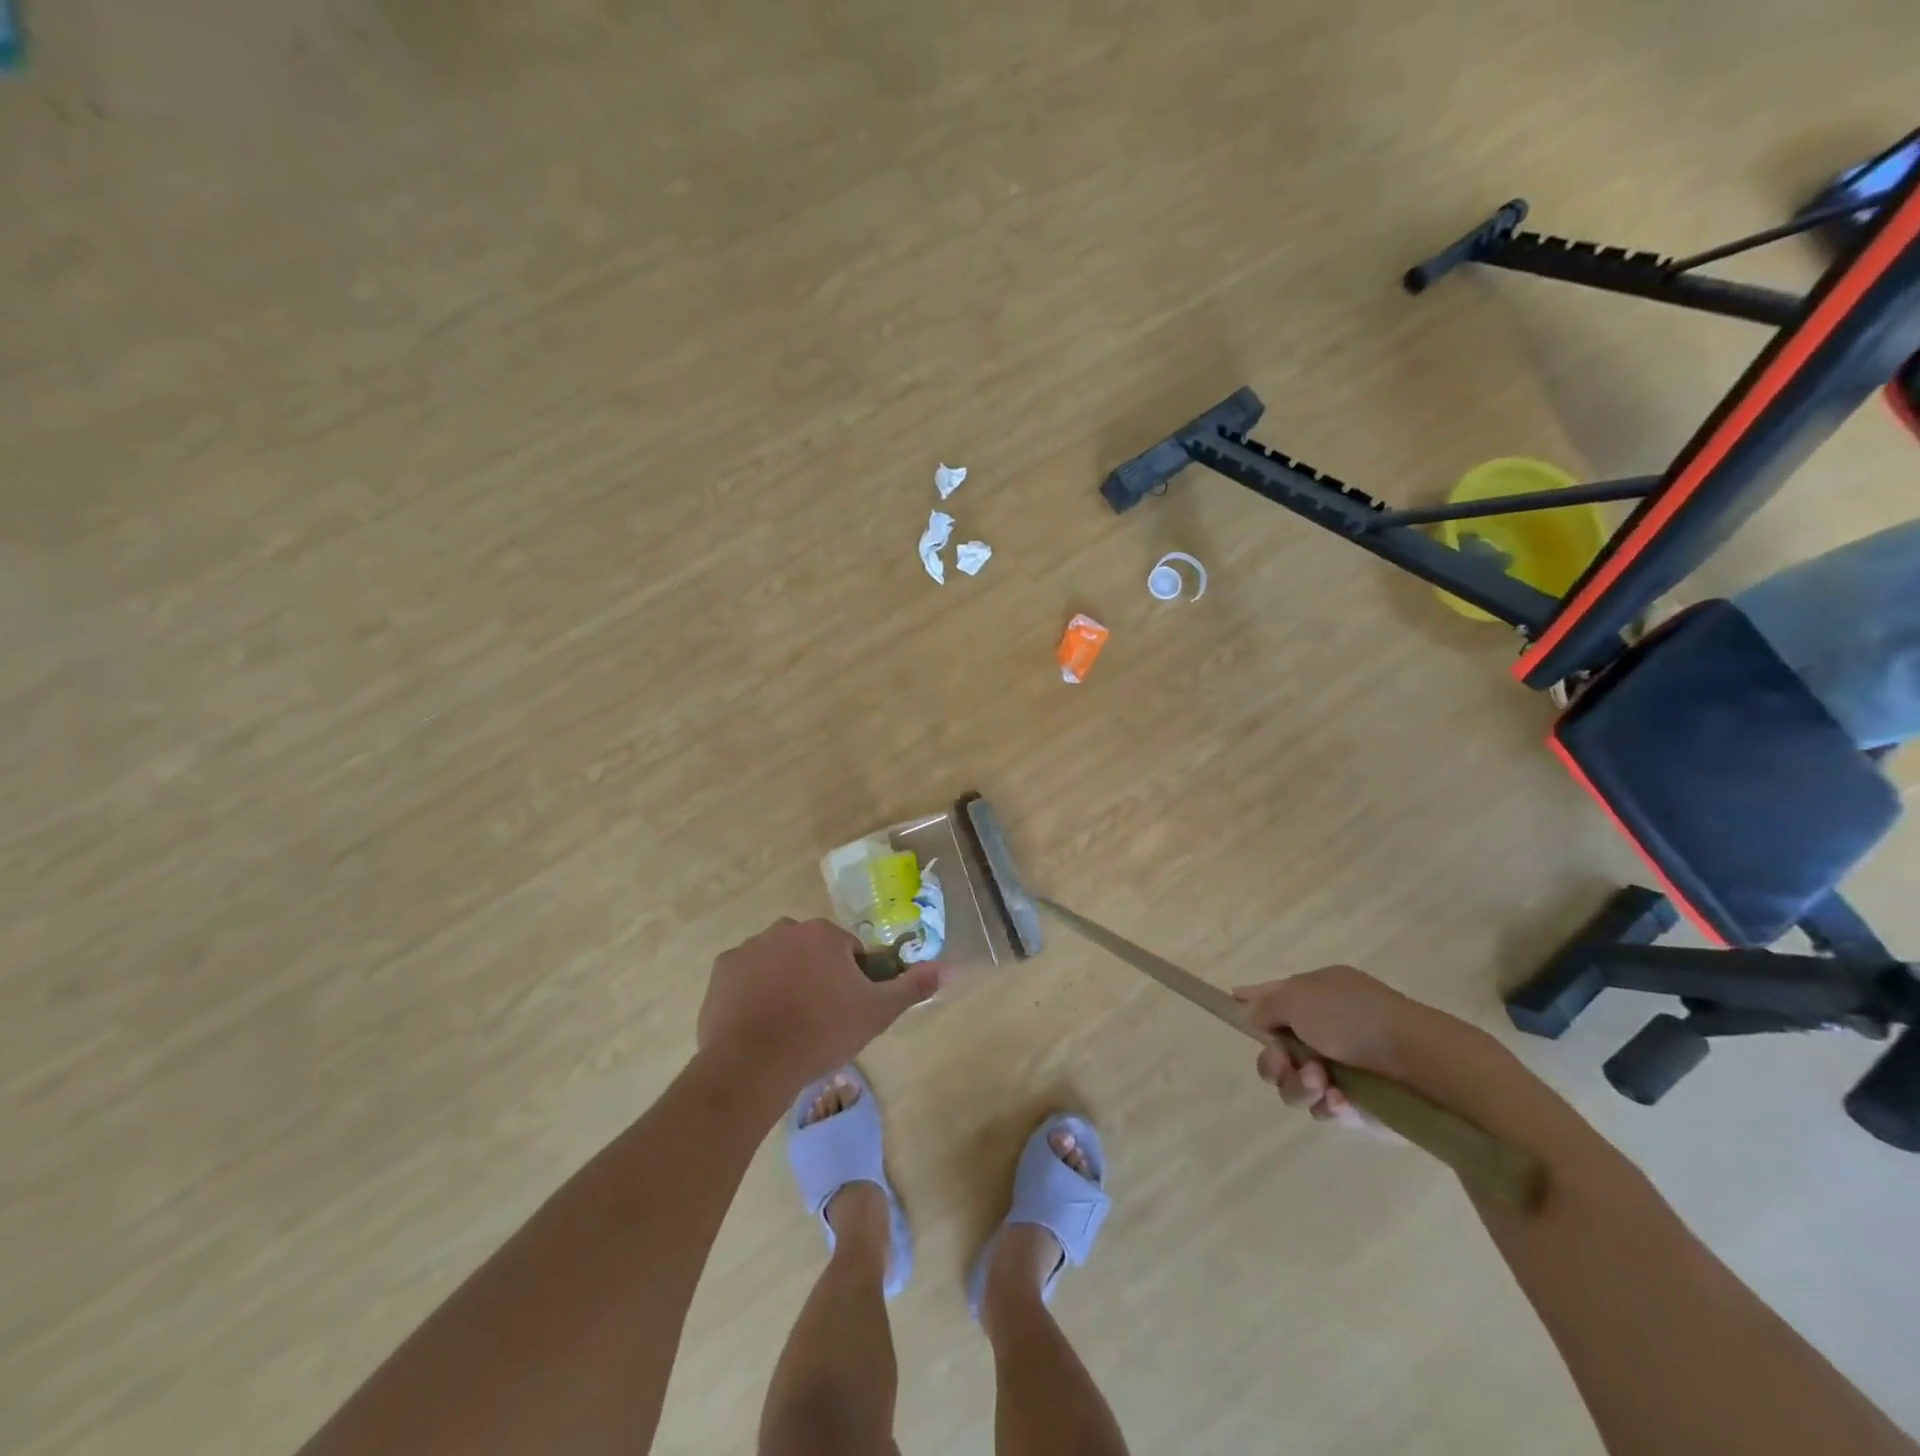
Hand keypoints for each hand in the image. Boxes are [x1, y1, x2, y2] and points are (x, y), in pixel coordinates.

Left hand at [697, 918, 946, 1092]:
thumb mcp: (876, 1013)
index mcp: (824, 935)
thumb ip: (913, 986)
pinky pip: (746, 975)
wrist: (753, 1065)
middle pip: (812, 951)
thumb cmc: (820, 1034)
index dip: (851, 981)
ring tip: (786, 1024)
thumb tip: (952, 966)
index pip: (848, 952)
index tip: (846, 1010)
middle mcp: (786, 929)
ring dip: (785, 981)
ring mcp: (750, 947)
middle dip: (817, 976)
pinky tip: (758, 1022)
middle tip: (818, 1019)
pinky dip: (753, 991)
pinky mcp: (722, 969)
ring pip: (778, 960)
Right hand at [1232, 965, 1481, 1130]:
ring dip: (1299, 1085)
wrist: (1421, 1065)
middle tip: (1285, 1063)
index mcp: (1318, 996)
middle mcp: (1328, 1030)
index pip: (1274, 997)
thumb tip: (1248, 1011)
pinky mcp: (1361, 1106)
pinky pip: (1327, 1109)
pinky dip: (1330, 1105)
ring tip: (1321, 1084)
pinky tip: (1344, 1101)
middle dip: (1275, 1062)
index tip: (1232, 1007)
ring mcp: (1344, 1069)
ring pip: (1297, 1085)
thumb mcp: (1298, 997)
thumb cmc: (1354, 1018)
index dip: (1252, 1003)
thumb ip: (1265, 1006)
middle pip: (1277, 1052)